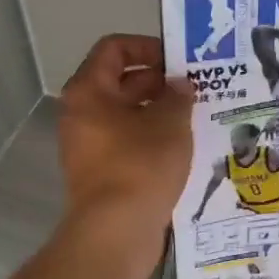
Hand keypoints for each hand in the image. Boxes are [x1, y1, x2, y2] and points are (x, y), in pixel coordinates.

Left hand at [58, 34, 193, 234]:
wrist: (115, 232)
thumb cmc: (140, 165)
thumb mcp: (169, 123)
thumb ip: (177, 96)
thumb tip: (179, 86)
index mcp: (89, 91)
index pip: (114, 49)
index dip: (147, 46)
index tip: (179, 60)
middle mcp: (81, 113)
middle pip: (121, 82)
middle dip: (159, 82)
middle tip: (197, 88)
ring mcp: (88, 145)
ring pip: (127, 115)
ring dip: (159, 111)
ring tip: (196, 115)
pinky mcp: (100, 172)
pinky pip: (127, 142)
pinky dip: (152, 138)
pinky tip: (184, 146)